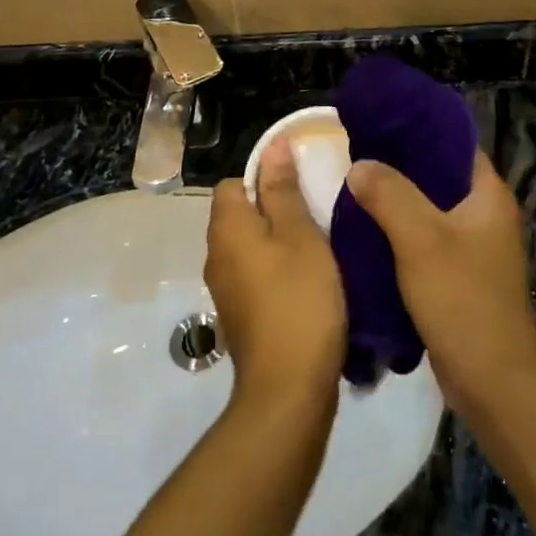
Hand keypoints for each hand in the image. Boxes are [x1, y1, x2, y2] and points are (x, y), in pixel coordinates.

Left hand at [207, 142, 346, 407]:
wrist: (288, 389)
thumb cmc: (299, 300)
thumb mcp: (300, 235)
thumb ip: (283, 190)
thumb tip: (272, 146)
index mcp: (226, 229)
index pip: (232, 183)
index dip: (264, 178)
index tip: (300, 188)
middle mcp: (216, 256)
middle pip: (240, 214)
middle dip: (275, 209)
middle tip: (316, 215)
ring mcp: (225, 290)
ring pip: (249, 247)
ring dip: (278, 242)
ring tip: (318, 247)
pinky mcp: (240, 317)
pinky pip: (255, 275)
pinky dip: (277, 271)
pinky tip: (308, 282)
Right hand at [346, 151, 535, 414]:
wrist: (493, 381)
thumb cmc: (462, 300)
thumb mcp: (420, 240)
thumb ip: (389, 194)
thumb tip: (359, 165)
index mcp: (488, 194)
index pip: (454, 142)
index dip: (418, 127)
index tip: (378, 120)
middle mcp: (485, 213)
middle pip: (437, 174)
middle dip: (398, 164)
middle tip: (355, 152)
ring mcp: (473, 245)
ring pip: (428, 208)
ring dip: (395, 199)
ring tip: (353, 185)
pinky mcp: (459, 274)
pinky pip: (424, 238)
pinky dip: (398, 230)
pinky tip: (365, 229)